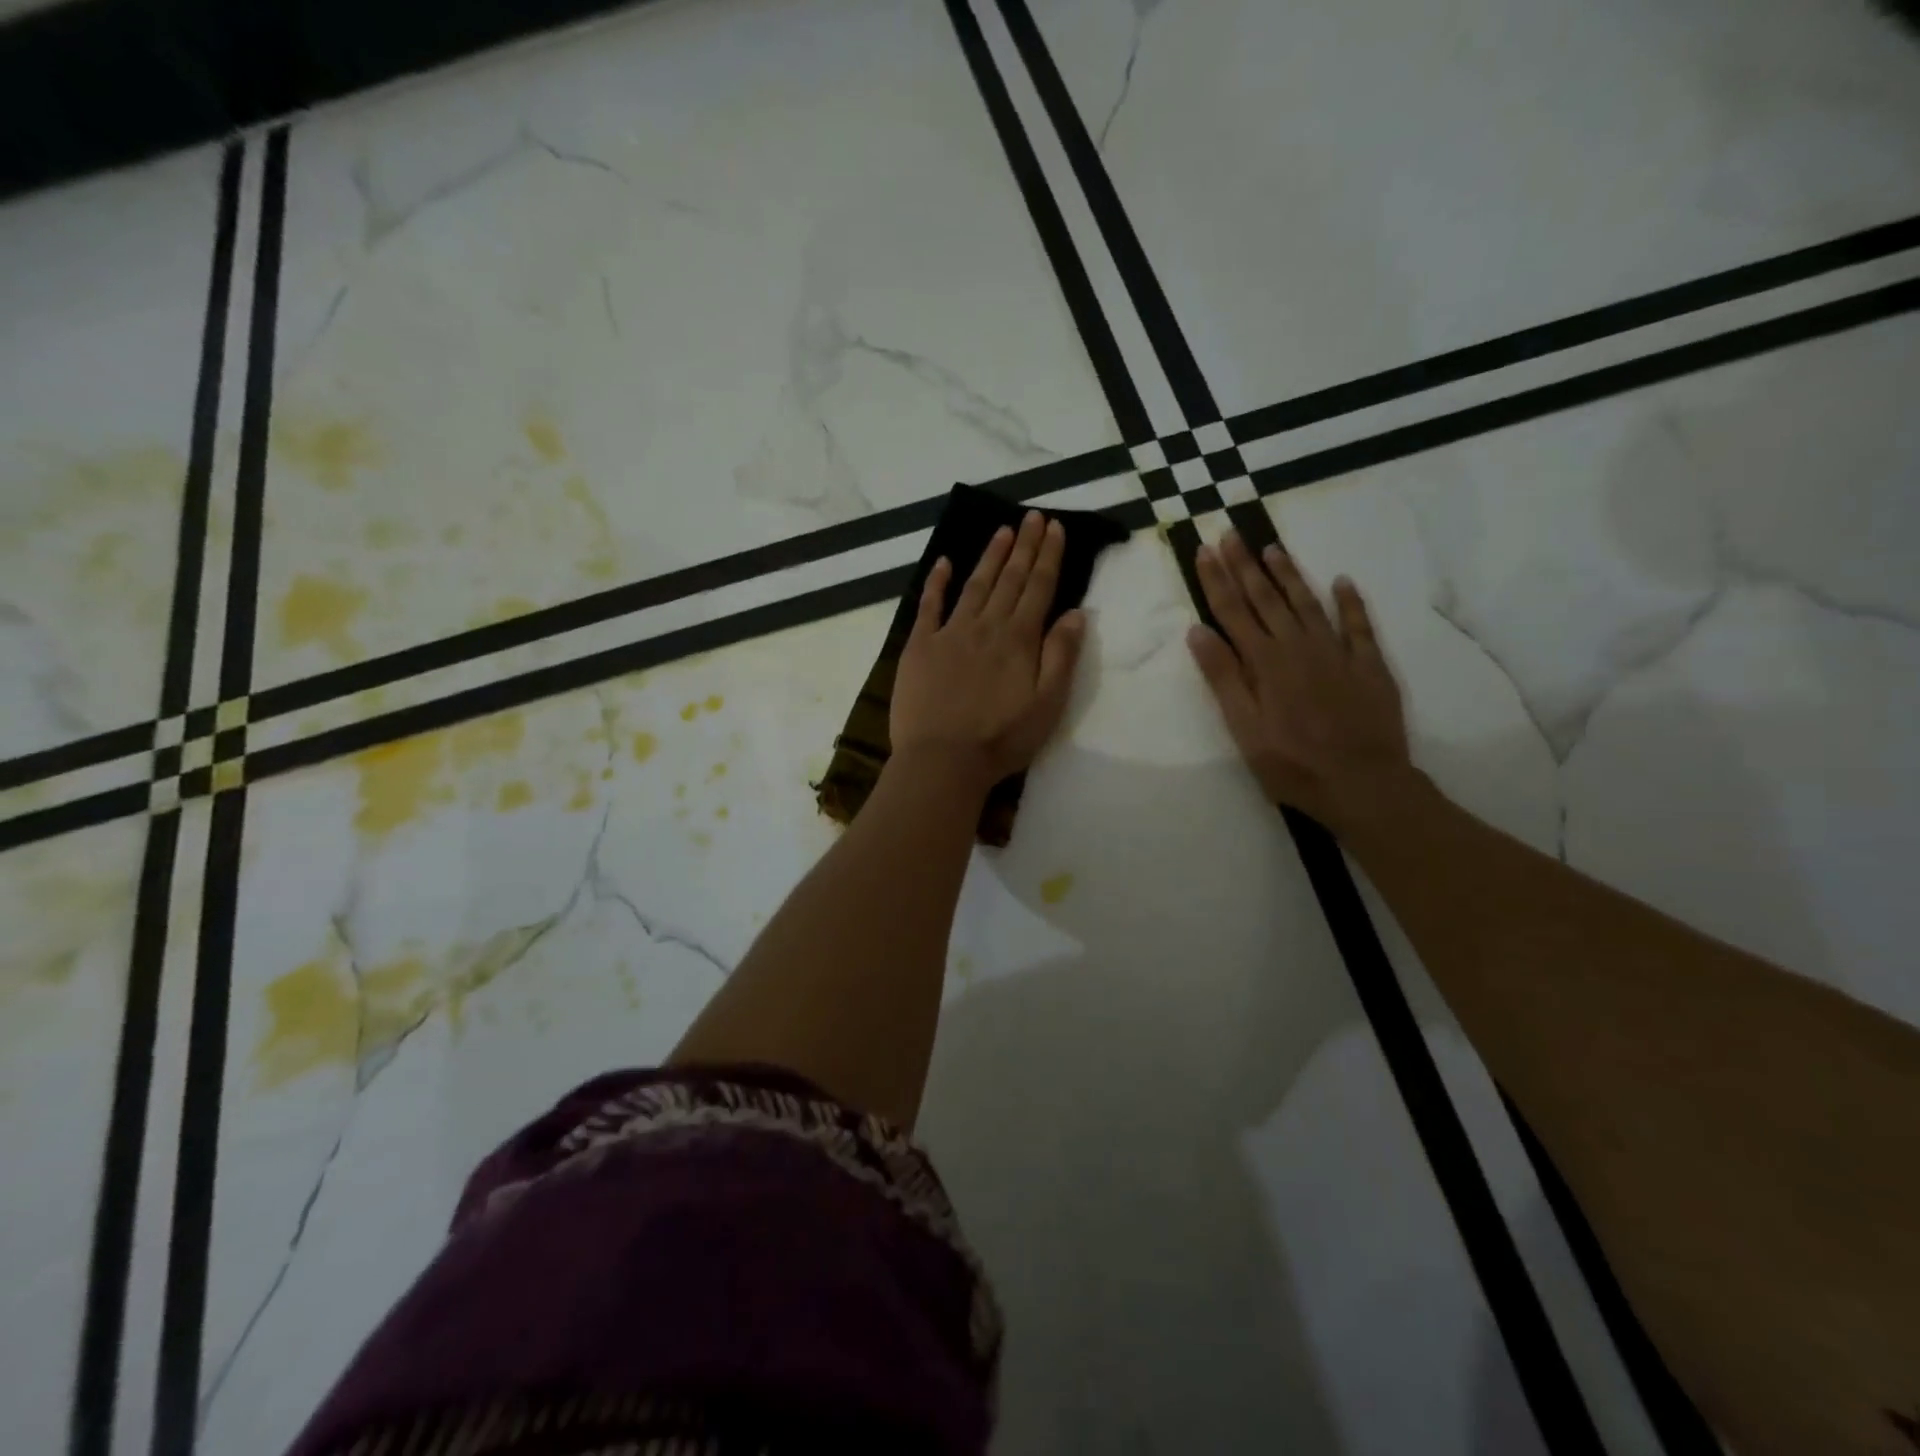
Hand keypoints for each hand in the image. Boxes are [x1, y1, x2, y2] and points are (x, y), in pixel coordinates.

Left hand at [891, 511, 1087, 794]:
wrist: (942, 760)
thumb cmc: (1001, 739)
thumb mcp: (1047, 705)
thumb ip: (1061, 656)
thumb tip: (1076, 613)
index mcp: (1019, 640)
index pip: (1038, 588)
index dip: (1048, 556)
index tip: (1054, 527)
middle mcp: (986, 626)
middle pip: (1009, 579)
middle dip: (1024, 546)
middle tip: (1032, 516)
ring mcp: (950, 633)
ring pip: (975, 585)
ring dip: (990, 556)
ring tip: (1002, 530)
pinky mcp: (920, 646)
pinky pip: (929, 606)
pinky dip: (937, 582)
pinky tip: (943, 562)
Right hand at [1186, 529, 1414, 832]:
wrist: (1363, 783)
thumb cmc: (1292, 763)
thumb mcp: (1244, 728)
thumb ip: (1223, 678)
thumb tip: (1198, 631)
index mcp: (1264, 663)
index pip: (1233, 611)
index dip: (1216, 580)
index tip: (1203, 550)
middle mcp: (1298, 647)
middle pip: (1266, 599)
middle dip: (1245, 565)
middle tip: (1230, 533)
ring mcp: (1337, 653)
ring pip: (1307, 603)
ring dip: (1288, 574)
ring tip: (1272, 548)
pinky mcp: (1368, 665)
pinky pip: (1358, 625)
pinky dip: (1349, 601)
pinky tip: (1342, 582)